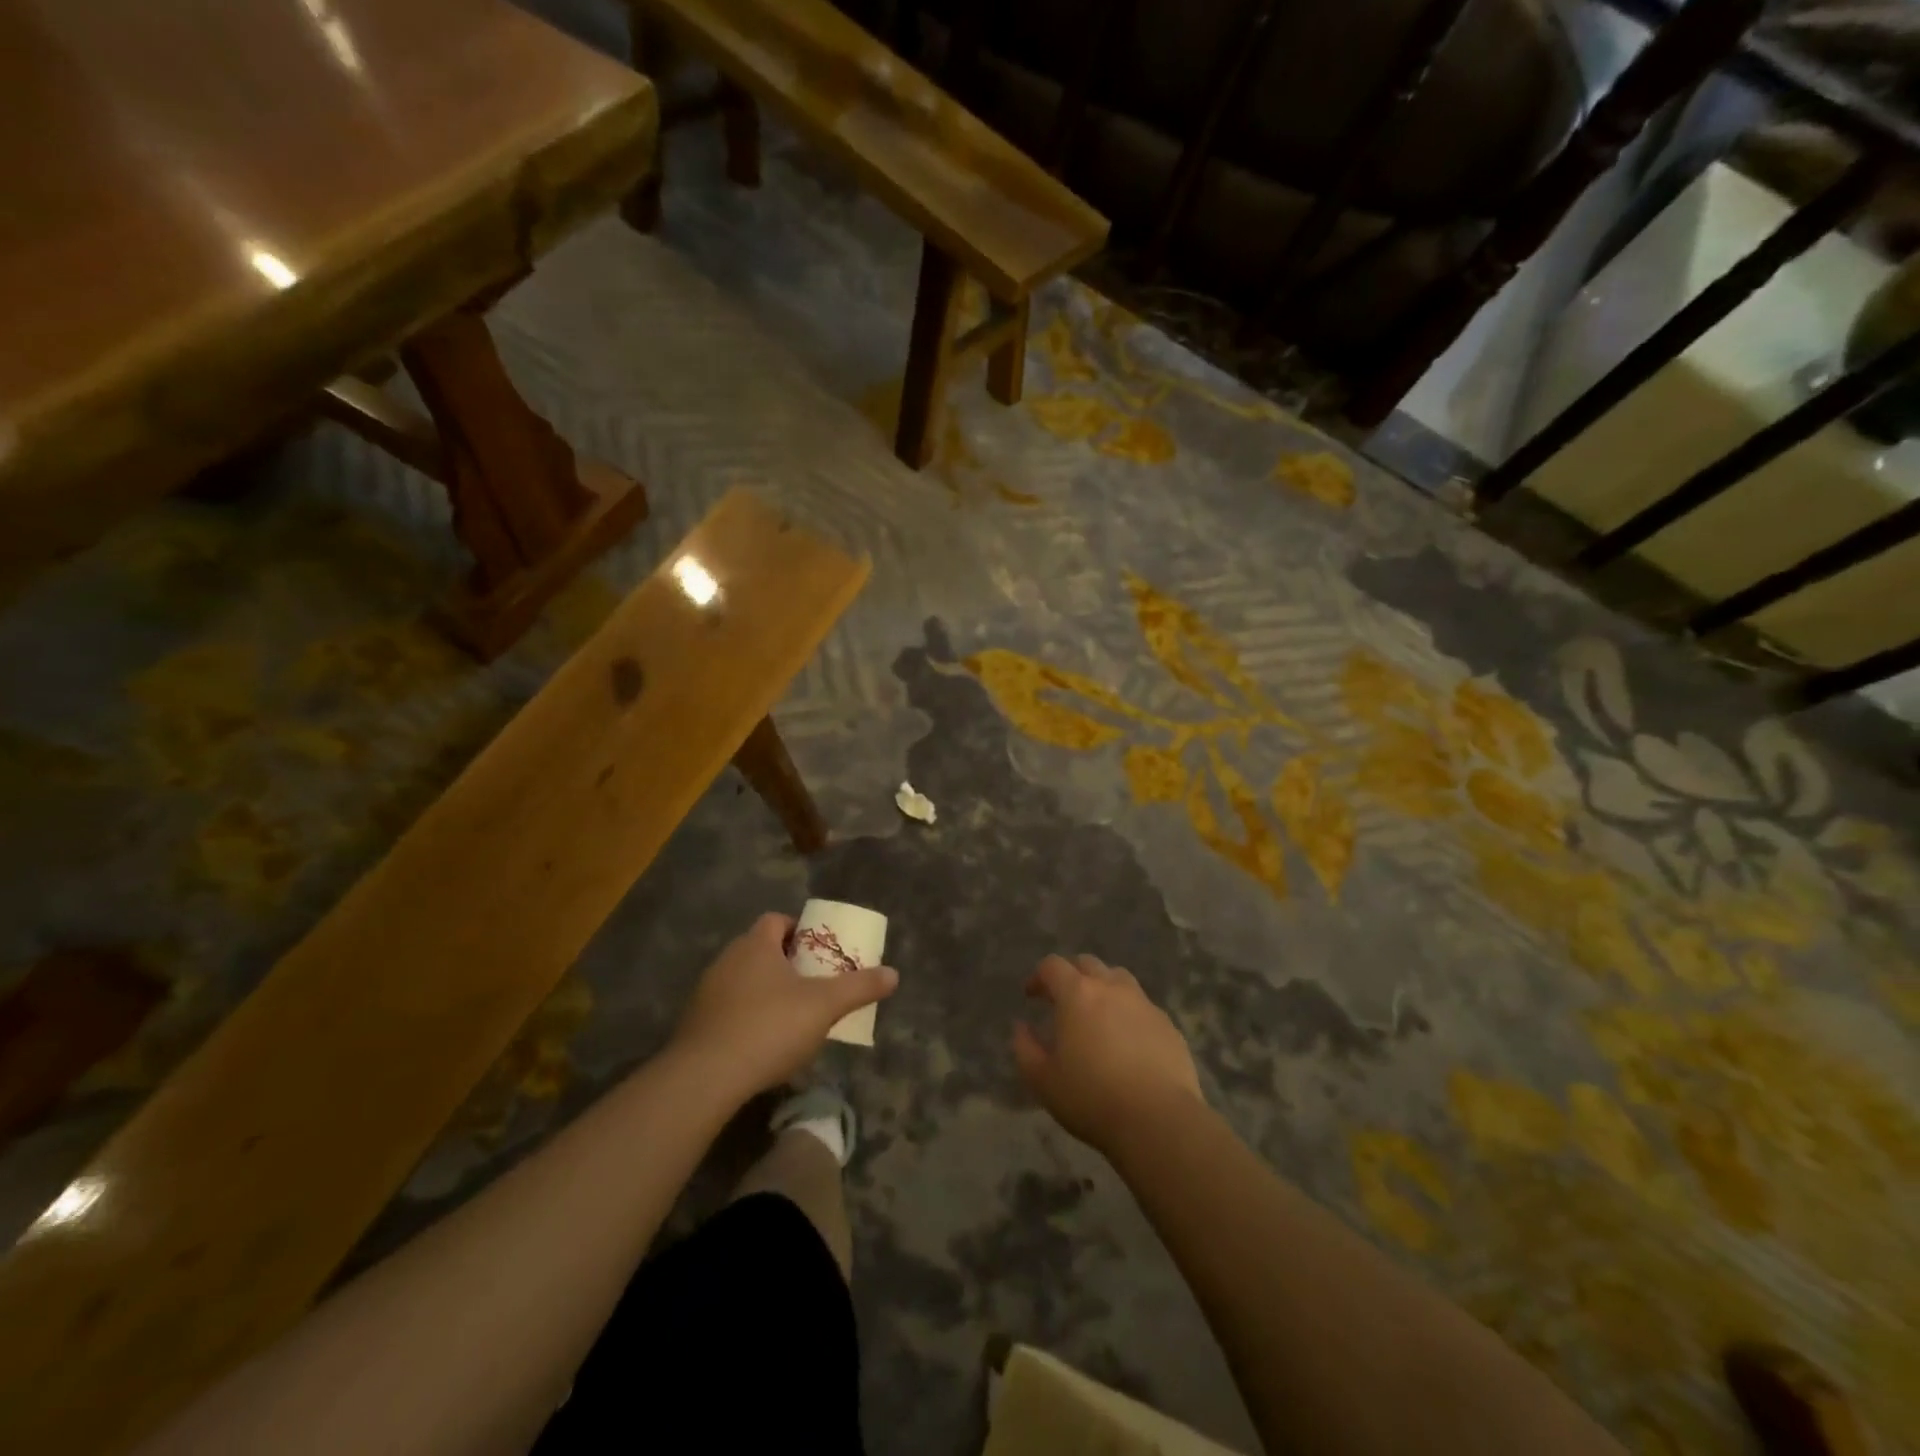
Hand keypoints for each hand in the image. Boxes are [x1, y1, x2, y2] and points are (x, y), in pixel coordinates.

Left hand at [673, 913, 897, 1097]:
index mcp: (756, 945)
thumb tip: (894, 974)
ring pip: (743, 980)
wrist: (705, 1078)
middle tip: (812, 983)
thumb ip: (859, 987)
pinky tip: (762, 1043)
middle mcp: (727, 960)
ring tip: (791, 1016)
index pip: (776, 920)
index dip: (798, 930)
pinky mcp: (695, 1025)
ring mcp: (706, 993)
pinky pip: (727, 1009)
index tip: (817, 951)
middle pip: (760, 949)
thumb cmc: (770, 1027)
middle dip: (785, 962)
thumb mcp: (825, 1006)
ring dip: (765, 991)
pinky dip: (746, 1017)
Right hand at [1013, 954, 1203, 1154]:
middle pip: (1088, 963)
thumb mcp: (1043, 1080)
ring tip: (1097, 1013)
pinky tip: (1127, 1040)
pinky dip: (1129, 1012)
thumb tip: (1021, 1027)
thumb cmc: (1092, 1098)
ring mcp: (1144, 1004)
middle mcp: (1111, 988)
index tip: (1031, 995)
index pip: (1053, 966)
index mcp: (1077, 994)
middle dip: (1071, 975)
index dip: (1038, 977)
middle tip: (1063, 999)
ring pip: (1119, 978)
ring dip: (1103, 987)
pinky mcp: (1168, 1025)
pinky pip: (1143, 1006)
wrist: (1158, 1120)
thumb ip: (1025, 1048)